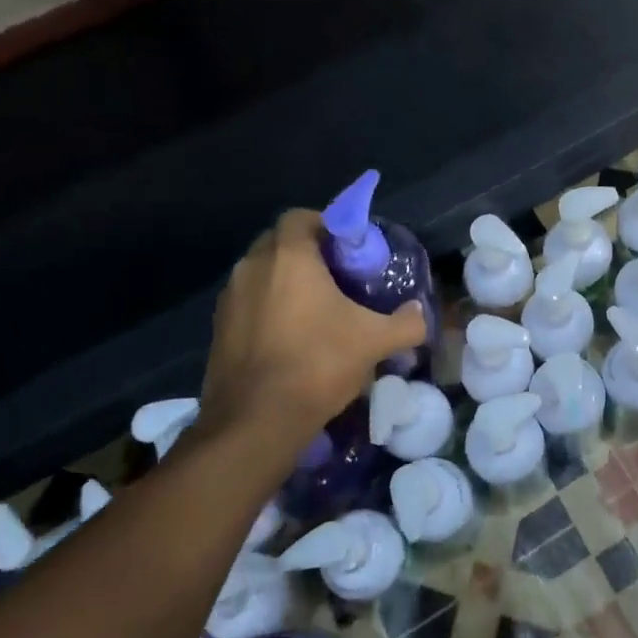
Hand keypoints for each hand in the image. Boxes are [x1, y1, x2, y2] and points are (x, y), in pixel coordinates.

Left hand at [197, 209, 426, 456]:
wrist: (256, 421)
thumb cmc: (318, 363)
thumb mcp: (375, 341)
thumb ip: (406, 322)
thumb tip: (420, 313)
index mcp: (288, 257)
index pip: (301, 217)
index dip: (326, 226)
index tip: (348, 250)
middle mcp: (252, 267)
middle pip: (279, 243)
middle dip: (306, 253)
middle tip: (337, 278)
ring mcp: (229, 299)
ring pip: (261, 274)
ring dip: (285, 282)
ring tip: (315, 310)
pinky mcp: (218, 329)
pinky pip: (248, 304)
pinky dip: (267, 309)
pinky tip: (291, 338)